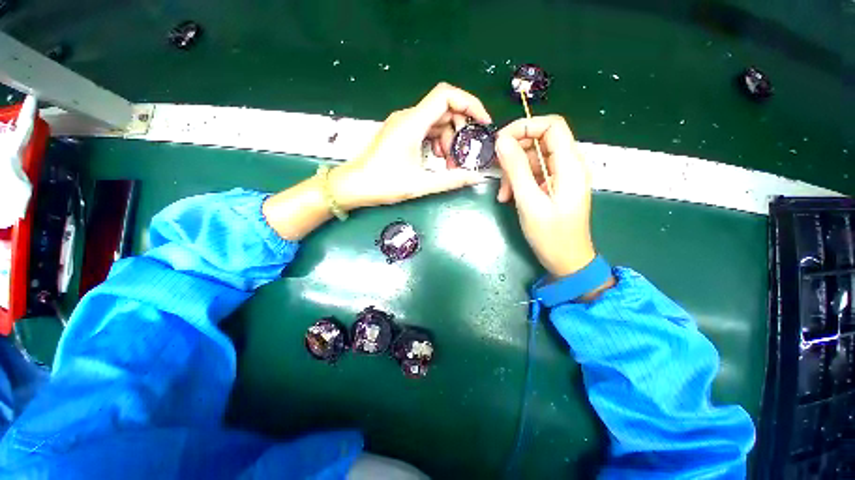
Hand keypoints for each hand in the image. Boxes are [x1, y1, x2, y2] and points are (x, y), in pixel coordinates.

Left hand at [330, 82, 490, 208]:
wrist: (352, 186)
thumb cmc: (382, 184)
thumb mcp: (420, 184)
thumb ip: (451, 180)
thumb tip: (476, 177)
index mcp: (412, 123)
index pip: (447, 95)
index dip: (470, 104)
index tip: (482, 123)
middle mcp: (408, 117)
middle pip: (444, 110)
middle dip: (460, 131)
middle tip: (463, 155)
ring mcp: (403, 125)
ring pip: (436, 122)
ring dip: (448, 140)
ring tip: (450, 164)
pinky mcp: (400, 133)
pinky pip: (426, 130)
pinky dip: (437, 143)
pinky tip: (438, 160)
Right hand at [495, 115, 595, 277]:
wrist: (566, 260)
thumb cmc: (551, 235)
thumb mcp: (529, 201)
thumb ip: (516, 169)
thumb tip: (502, 141)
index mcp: (570, 165)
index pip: (552, 126)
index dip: (525, 126)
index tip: (501, 141)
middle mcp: (568, 165)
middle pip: (540, 141)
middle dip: (515, 154)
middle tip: (497, 171)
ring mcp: (561, 176)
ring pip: (533, 159)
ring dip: (513, 172)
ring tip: (503, 194)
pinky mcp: (553, 186)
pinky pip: (533, 174)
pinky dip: (518, 182)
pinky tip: (508, 197)